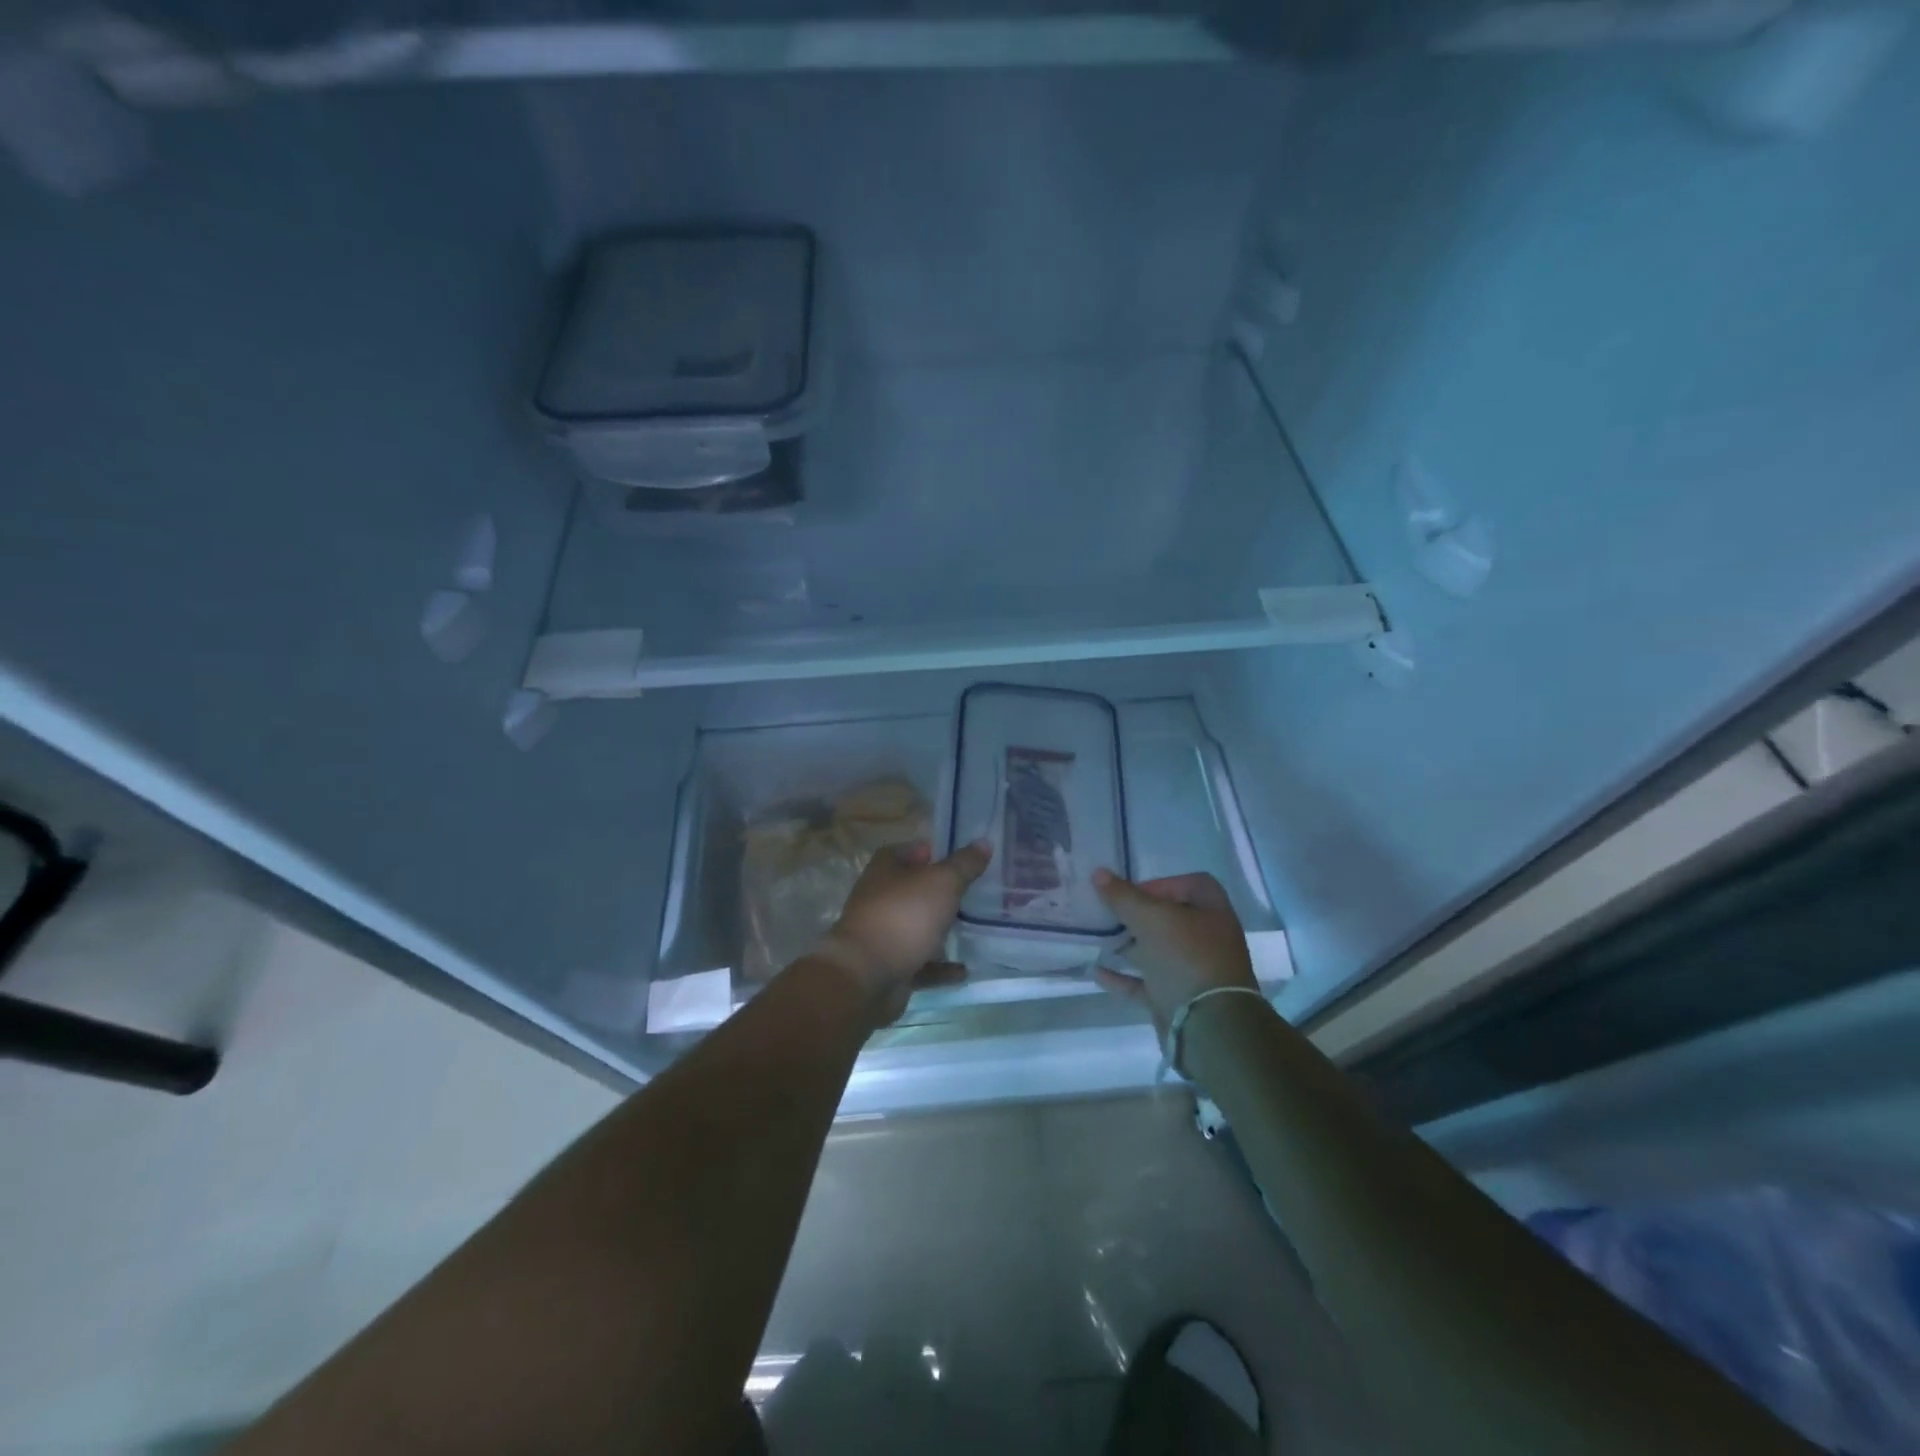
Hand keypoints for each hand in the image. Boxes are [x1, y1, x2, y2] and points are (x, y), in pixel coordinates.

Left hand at [816, 839, 991, 1028]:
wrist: (867, 977)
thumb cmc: (904, 916)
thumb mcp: (942, 883)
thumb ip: (964, 864)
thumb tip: (984, 842)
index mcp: (886, 869)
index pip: (912, 851)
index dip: (935, 852)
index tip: (965, 859)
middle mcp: (880, 897)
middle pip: (916, 890)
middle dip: (944, 892)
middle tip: (979, 893)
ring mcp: (883, 934)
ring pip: (918, 926)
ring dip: (942, 929)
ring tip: (976, 929)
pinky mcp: (890, 966)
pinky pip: (920, 963)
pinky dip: (940, 967)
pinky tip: (964, 970)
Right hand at [1091, 869, 1258, 1038]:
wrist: (1208, 1026)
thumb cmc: (1186, 957)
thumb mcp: (1151, 918)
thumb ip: (1122, 896)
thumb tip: (1098, 873)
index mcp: (1212, 912)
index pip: (1190, 885)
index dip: (1161, 883)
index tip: (1131, 891)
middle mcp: (1206, 939)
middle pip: (1170, 918)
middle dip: (1137, 915)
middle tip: (1108, 913)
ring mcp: (1192, 971)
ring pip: (1156, 951)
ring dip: (1128, 946)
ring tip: (1098, 938)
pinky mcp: (1176, 998)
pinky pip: (1145, 983)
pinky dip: (1122, 978)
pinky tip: (1096, 971)